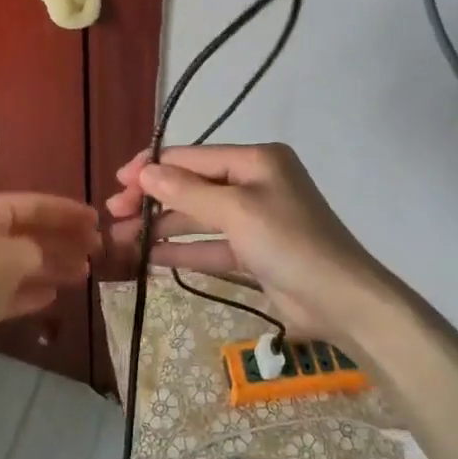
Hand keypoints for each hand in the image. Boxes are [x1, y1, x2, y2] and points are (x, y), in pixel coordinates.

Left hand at [0, 193, 97, 400]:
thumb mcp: (9, 256)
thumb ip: (38, 251)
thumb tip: (51, 256)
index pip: (34, 204)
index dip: (67, 212)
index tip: (98, 221)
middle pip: (30, 232)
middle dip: (63, 239)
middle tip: (98, 250)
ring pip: (22, 263)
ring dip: (52, 266)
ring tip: (83, 274)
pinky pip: (9, 291)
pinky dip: (30, 292)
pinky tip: (52, 296)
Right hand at [103, 143, 389, 346]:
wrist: (343, 302)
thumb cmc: (289, 242)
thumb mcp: (236, 211)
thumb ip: (187, 191)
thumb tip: (145, 172)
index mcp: (255, 159)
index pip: (192, 157)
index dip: (152, 168)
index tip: (117, 183)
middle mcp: (253, 182)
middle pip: (192, 186)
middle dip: (153, 200)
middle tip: (114, 216)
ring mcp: (254, 218)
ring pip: (197, 217)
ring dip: (162, 227)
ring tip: (122, 240)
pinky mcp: (253, 252)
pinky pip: (210, 244)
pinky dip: (182, 249)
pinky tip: (149, 257)